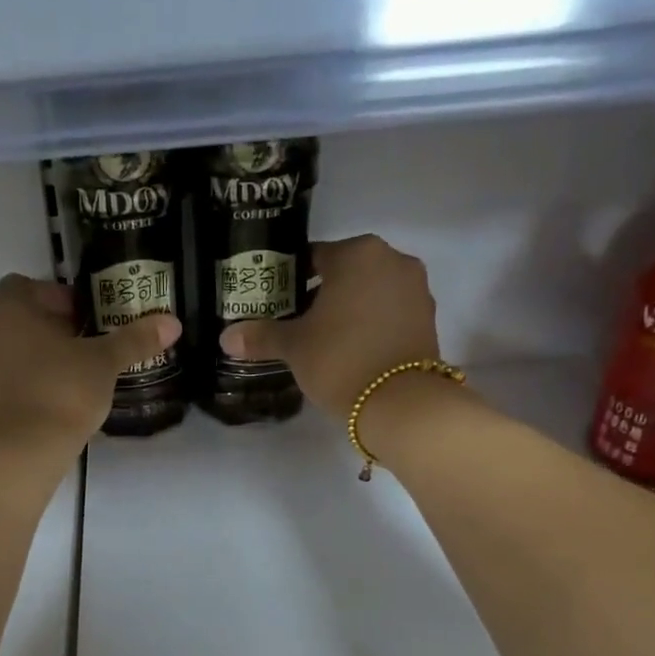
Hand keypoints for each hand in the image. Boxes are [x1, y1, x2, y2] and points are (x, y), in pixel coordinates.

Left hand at [0, 275, 180, 452]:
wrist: (26, 449)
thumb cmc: (63, 390)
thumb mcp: (104, 362)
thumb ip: (135, 339)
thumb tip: (172, 322)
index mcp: (9, 309)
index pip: (26, 285)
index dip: (57, 296)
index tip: (85, 317)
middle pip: (20, 316)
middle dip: (53, 325)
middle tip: (88, 343)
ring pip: (14, 347)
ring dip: (42, 352)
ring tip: (77, 371)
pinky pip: (10, 375)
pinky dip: (31, 378)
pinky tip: (59, 396)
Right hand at [219, 235, 442, 419]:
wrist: (400, 402)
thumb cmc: (340, 359)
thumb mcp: (294, 347)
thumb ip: (261, 336)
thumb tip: (226, 337)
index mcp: (357, 253)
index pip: (314, 257)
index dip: (291, 280)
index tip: (278, 303)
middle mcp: (392, 260)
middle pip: (346, 272)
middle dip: (322, 293)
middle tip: (297, 322)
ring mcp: (416, 288)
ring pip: (371, 291)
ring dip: (350, 308)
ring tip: (325, 338)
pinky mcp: (428, 317)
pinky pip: (390, 311)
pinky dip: (372, 323)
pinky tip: (353, 348)